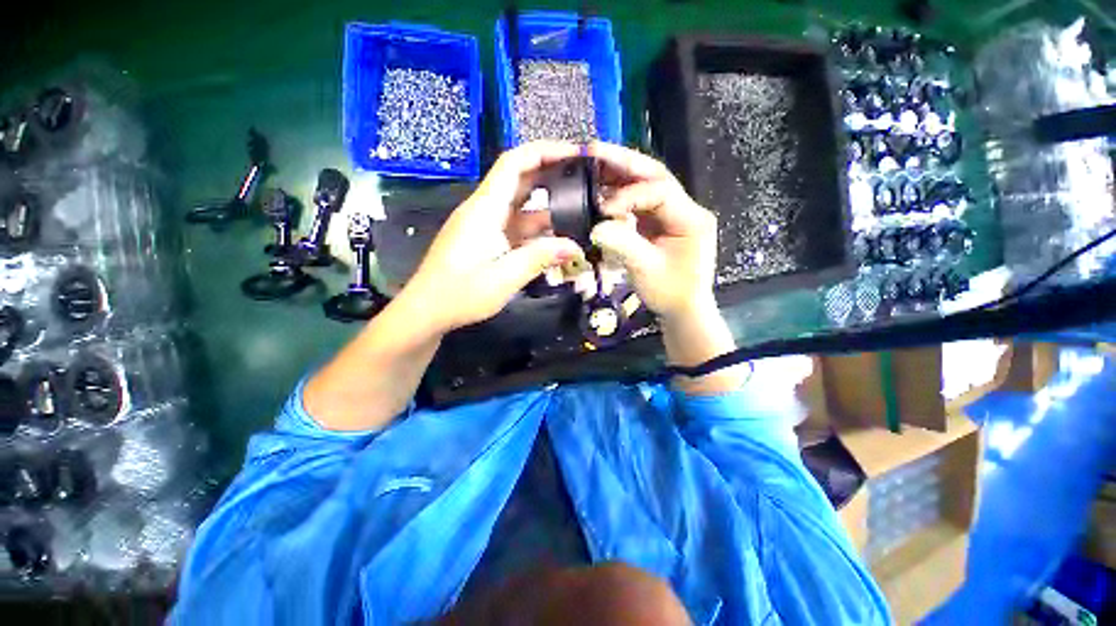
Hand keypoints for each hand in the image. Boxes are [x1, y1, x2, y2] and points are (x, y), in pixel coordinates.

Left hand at [398, 141, 586, 334]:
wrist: (427, 310)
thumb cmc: (461, 294)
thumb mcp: (505, 277)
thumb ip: (540, 258)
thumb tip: (575, 247)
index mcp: (485, 208)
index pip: (514, 163)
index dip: (544, 151)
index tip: (574, 152)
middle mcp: (485, 209)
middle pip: (519, 179)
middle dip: (552, 174)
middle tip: (585, 180)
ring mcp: (485, 225)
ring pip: (520, 206)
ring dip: (547, 207)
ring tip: (579, 211)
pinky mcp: (486, 240)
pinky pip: (516, 226)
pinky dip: (537, 229)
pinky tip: (556, 239)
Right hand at [588, 143, 718, 321]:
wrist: (683, 310)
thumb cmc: (671, 293)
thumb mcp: (647, 271)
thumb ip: (623, 244)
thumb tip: (596, 226)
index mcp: (691, 219)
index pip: (661, 191)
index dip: (630, 195)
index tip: (604, 209)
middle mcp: (685, 209)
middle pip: (654, 176)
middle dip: (624, 163)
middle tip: (593, 152)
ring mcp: (673, 214)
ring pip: (646, 185)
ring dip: (619, 175)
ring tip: (592, 165)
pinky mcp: (661, 223)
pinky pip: (640, 202)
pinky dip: (620, 195)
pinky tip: (601, 191)